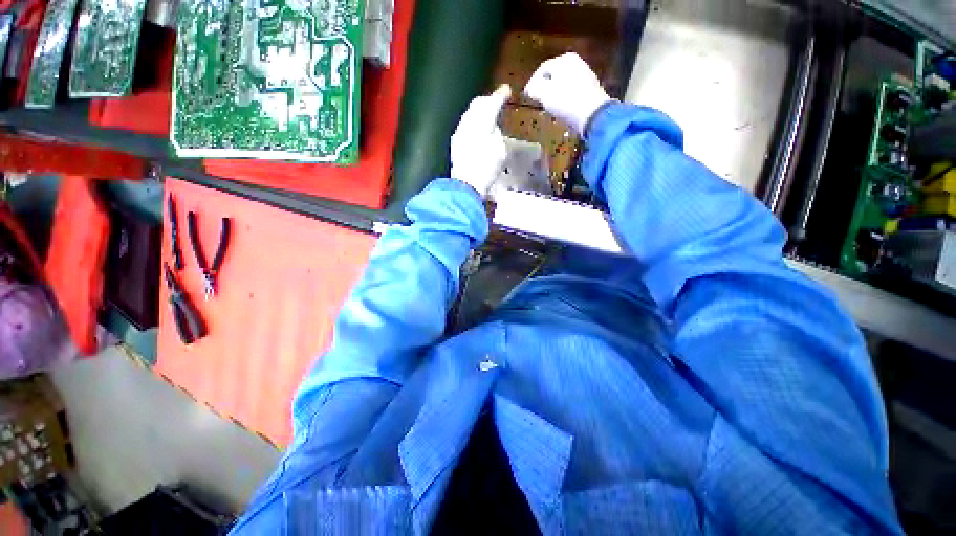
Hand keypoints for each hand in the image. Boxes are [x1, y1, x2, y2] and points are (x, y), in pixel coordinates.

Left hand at [450, 85, 510, 196]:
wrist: (466, 184)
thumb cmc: (486, 169)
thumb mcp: (500, 151)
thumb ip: (497, 134)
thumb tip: (493, 128)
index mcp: (482, 123)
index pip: (492, 103)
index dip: (500, 95)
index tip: (506, 90)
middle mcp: (468, 123)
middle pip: (477, 104)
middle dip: (488, 101)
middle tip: (496, 101)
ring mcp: (459, 132)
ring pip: (470, 114)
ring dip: (479, 111)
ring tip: (488, 115)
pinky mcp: (455, 142)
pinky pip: (465, 124)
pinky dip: (473, 123)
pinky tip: (477, 129)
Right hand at [525, 53, 611, 135]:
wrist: (592, 115)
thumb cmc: (566, 101)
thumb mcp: (544, 93)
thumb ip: (534, 88)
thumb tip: (530, 89)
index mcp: (564, 60)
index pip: (541, 69)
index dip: (532, 83)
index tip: (526, 96)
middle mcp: (577, 63)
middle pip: (553, 77)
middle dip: (544, 89)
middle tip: (536, 102)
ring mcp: (586, 76)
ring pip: (563, 85)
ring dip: (554, 96)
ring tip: (548, 108)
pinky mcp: (591, 91)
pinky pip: (572, 94)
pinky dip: (564, 101)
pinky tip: (562, 111)